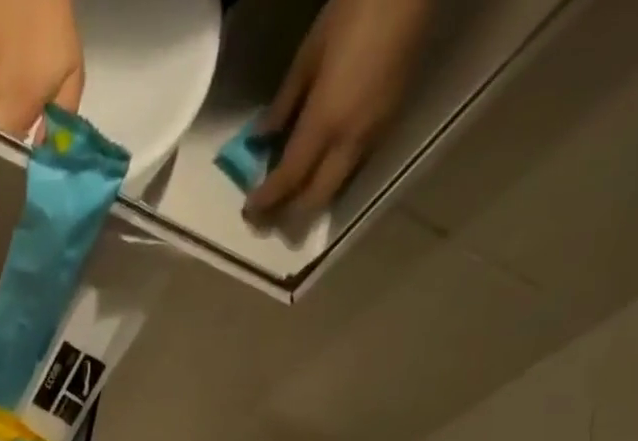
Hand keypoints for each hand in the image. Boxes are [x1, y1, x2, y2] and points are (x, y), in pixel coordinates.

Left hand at [247, 0, 429, 227]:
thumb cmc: (355, 12)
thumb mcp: (309, 56)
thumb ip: (284, 103)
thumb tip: (262, 137)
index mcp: (325, 122)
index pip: (289, 179)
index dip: (266, 200)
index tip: (249, 211)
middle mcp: (350, 141)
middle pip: (315, 199)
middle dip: (288, 216)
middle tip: (266, 222)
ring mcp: (374, 136)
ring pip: (336, 189)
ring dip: (310, 204)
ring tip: (288, 207)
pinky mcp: (389, 127)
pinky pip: (353, 169)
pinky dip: (329, 182)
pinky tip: (317, 177)